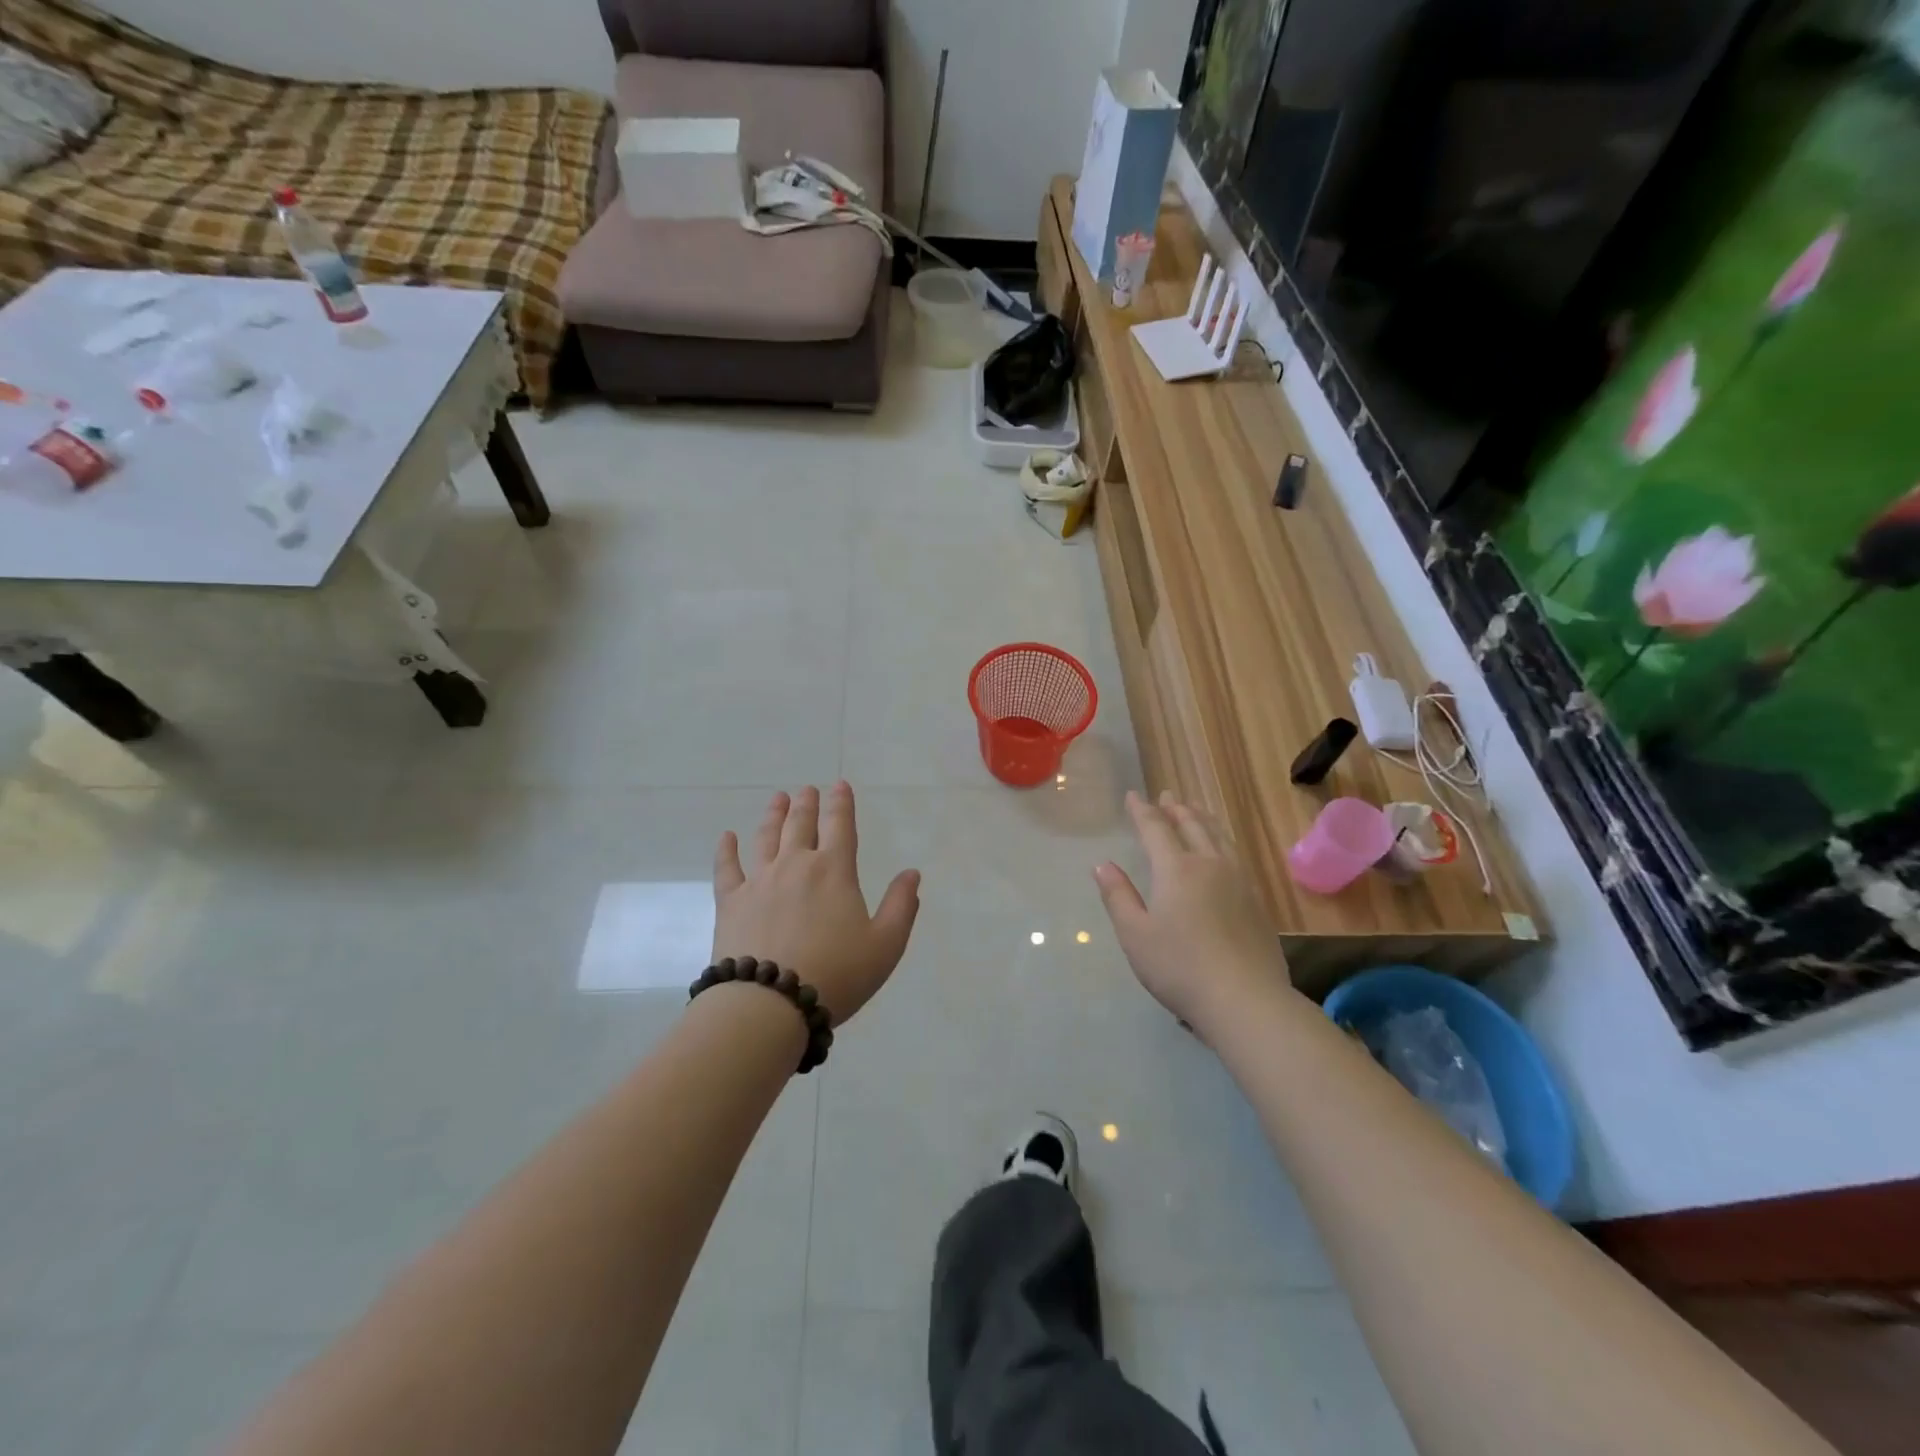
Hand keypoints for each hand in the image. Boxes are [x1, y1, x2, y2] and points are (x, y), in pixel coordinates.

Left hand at [712, 783, 921, 1024]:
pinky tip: (727, 837)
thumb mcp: (885, 945)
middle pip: (801, 825)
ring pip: (766, 837)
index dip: (842, 803)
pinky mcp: (730, 902)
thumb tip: (912, 873)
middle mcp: (796, 865)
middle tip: (806, 789)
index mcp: (834, 871)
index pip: (840, 826)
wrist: (769, 1004)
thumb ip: (901, 906)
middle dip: (806, 804)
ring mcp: (759, 881)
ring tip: (777, 799)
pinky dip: (726, 850)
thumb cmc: (836, 974)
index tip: (840, 785)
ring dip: (774, 815)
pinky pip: (727, 868)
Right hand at [1094, 790, 1285, 1033]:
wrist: (1246, 1000)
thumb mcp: (1135, 935)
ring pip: (1219, 837)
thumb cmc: (1179, 967)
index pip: (1155, 828)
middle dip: (1176, 808)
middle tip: (1167, 795)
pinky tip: (1222, 851)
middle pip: (1192, 825)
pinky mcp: (1256, 901)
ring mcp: (1239, 881)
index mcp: (1176, 869)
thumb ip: (1118, 896)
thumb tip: (1102, 865)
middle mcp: (1209, 865)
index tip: (1132, 796)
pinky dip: (1222, 840)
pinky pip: (1235, 855)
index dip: (1142, 811)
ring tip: (1195, 810)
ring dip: (1203, 819)